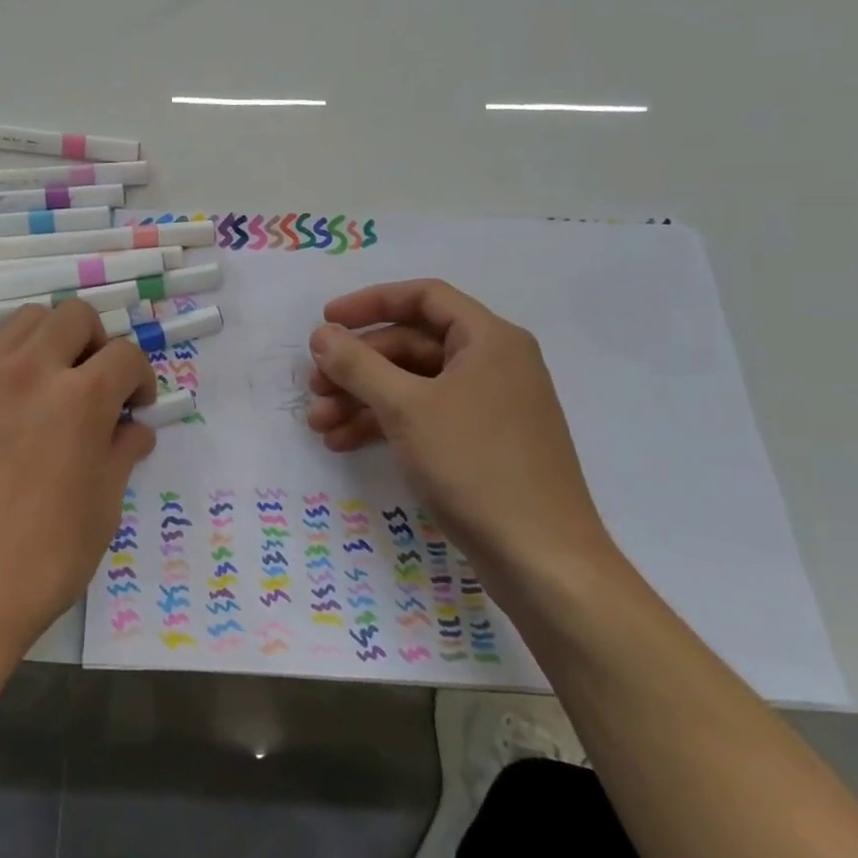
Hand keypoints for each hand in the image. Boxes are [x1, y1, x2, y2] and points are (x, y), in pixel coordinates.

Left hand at [0, 301, 159, 664]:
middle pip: (74, 315)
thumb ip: (121, 454)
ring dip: (52, 343)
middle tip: (96, 387)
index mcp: (79, 398)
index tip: (136, 407)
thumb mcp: (101, 510)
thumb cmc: (40, 561)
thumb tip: (134, 428)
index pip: (124, 354)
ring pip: (25, 323)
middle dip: (98, 343)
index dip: (140, 377)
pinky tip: (7, 419)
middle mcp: (28, 371)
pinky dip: (10, 369)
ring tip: (52, 390)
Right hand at [305, 280, 615, 589]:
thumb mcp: (406, 408)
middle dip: (358, 364)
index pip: (424, 297)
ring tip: (319, 424)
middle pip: (411, 344)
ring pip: (412, 384)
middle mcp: (492, 364)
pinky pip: (423, 416)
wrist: (542, 560)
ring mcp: (488, 406)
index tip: (327, 323)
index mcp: (488, 340)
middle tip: (314, 386)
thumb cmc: (476, 465)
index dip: (370, 302)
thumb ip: (358, 364)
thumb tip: (322, 335)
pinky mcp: (480, 444)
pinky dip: (384, 424)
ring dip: (362, 398)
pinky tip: (345, 443)